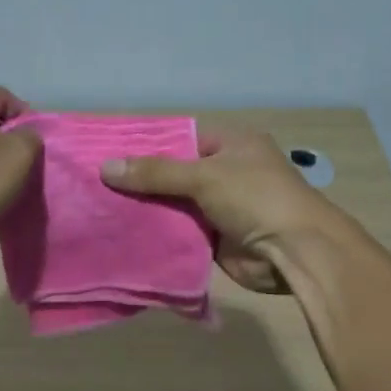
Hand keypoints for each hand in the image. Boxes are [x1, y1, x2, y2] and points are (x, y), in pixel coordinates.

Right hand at [101, 129, 345, 292]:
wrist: (293, 251)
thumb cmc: (255, 198)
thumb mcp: (203, 176)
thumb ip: (155, 173)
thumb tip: (105, 167)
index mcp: (232, 145)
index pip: (181, 139)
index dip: (147, 147)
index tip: (110, 154)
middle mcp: (227, 172)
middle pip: (175, 174)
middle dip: (142, 181)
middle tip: (97, 184)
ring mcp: (221, 207)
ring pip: (175, 205)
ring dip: (147, 210)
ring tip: (101, 209)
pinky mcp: (216, 238)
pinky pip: (181, 232)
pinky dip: (159, 233)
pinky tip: (124, 234)